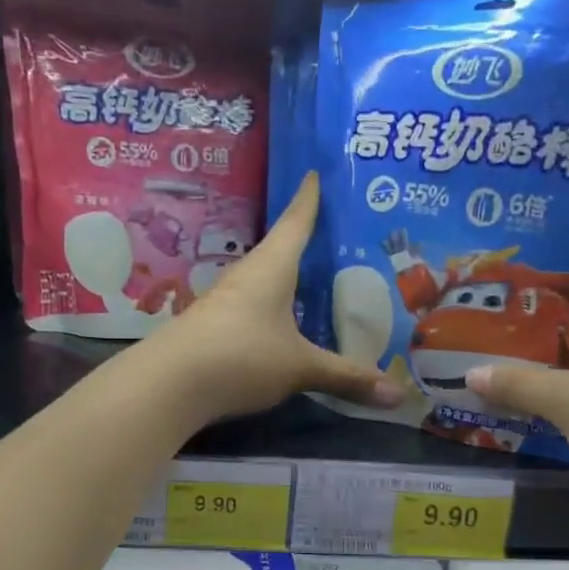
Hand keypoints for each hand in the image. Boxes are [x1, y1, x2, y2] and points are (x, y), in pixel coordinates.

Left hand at [157, 173, 401, 422]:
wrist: (169, 384)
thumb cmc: (242, 355)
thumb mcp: (300, 367)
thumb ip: (346, 377)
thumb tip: (399, 396)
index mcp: (272, 267)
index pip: (295, 221)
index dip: (308, 199)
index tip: (314, 173)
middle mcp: (247, 276)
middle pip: (280, 248)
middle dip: (305, 241)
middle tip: (337, 236)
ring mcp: (226, 301)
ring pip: (265, 280)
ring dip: (287, 278)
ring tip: (316, 280)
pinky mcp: (214, 327)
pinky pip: (253, 308)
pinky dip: (274, 308)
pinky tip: (285, 323)